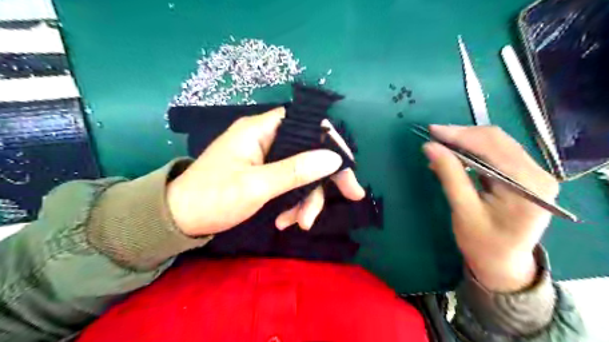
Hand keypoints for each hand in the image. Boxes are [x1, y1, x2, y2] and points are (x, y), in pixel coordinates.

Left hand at [166, 106, 362, 237]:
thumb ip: (295, 171)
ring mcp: (266, 158)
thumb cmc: (212, 197)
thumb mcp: (256, 186)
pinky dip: (293, 203)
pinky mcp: (264, 175)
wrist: (179, 219)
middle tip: (351, 197)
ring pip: (301, 172)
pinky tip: (285, 221)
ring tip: (299, 223)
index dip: (331, 139)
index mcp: (260, 130)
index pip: (306, 122)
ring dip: (306, 199)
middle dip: (325, 178)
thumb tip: (333, 158)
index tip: (347, 165)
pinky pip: (289, 184)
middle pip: (309, 150)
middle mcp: (266, 139)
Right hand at [424, 126, 555, 290]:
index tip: (432, 131)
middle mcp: (538, 174)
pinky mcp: (522, 175)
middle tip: (433, 136)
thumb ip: (449, 175)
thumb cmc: (482, 242)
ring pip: (495, 143)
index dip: (461, 136)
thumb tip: (430, 147)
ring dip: (465, 142)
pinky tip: (454, 156)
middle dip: (462, 136)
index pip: (493, 147)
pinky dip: (471, 151)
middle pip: (497, 140)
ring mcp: (532, 173)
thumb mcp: (463, 210)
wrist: (502, 263)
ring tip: (440, 145)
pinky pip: (495, 153)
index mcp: (529, 186)